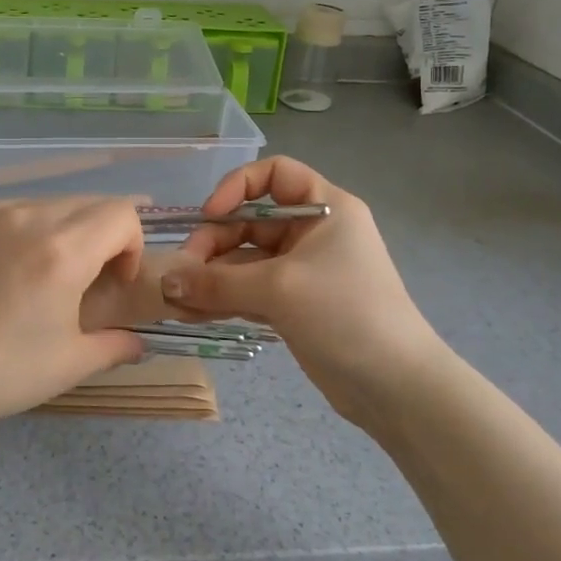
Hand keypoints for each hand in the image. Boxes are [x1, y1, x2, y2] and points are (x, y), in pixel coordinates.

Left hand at [0, 198, 149, 429]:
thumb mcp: (67, 364)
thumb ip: (115, 345)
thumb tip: (138, 342)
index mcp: (63, 251)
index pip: (121, 214)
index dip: (132, 246)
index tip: (115, 283)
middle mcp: (31, 218)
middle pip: (90, 204)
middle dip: (104, 237)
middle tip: (88, 282)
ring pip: (53, 204)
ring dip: (68, 231)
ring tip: (47, 275)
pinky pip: (17, 211)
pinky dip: (32, 230)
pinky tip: (11, 270)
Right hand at [157, 157, 449, 427]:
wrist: (395, 387)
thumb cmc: (344, 314)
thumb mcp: (279, 289)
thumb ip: (217, 282)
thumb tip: (165, 282)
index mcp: (325, 208)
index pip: (274, 174)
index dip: (237, 186)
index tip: (209, 214)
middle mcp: (313, 232)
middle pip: (250, 221)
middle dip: (214, 244)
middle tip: (182, 273)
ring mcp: (303, 270)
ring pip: (246, 261)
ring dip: (212, 277)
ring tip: (178, 300)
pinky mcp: (295, 304)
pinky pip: (250, 290)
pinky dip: (224, 298)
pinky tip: (193, 313)